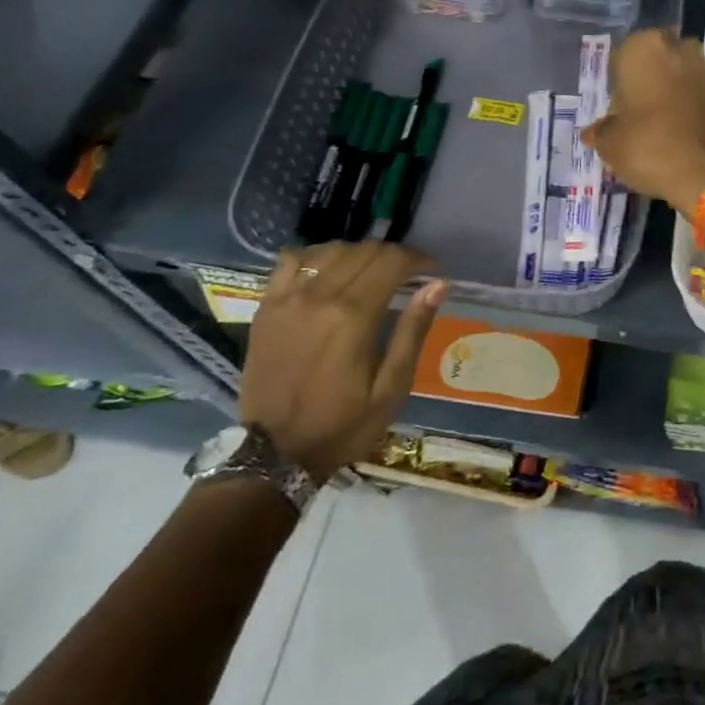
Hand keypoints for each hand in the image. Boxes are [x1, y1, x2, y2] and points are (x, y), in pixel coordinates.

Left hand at [241, 241, 447, 482]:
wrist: (273, 454)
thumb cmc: (342, 425)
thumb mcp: (391, 388)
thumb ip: (413, 331)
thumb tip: (438, 284)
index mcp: (354, 316)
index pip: (392, 262)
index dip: (418, 258)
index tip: (433, 269)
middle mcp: (320, 297)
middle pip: (365, 251)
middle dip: (394, 255)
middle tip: (408, 274)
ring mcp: (288, 299)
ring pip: (332, 250)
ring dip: (359, 253)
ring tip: (372, 272)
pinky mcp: (267, 307)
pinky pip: (291, 261)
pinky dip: (316, 256)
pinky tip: (328, 270)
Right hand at [582, 29, 704, 210]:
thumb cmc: (649, 145)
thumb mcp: (611, 144)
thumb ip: (601, 132)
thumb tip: (593, 133)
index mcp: (644, 47)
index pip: (620, 57)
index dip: (615, 85)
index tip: (613, 110)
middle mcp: (677, 49)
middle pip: (653, 63)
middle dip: (644, 84)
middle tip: (632, 116)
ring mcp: (704, 70)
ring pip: (676, 77)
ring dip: (666, 95)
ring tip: (653, 128)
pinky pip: (694, 96)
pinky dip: (684, 109)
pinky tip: (675, 134)